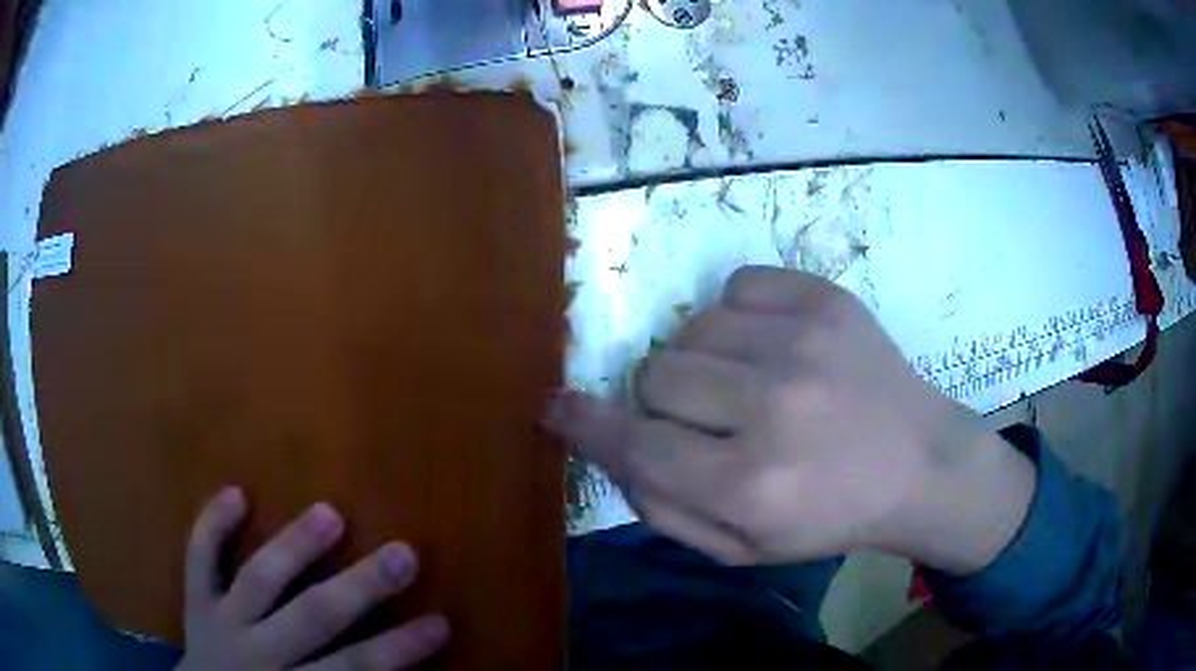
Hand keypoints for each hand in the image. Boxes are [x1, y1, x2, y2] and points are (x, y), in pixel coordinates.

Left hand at [176, 488, 449, 670]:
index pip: (354, 669)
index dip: (397, 649)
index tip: (439, 623)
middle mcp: (258, 652)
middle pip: (311, 616)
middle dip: (359, 587)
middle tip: (403, 553)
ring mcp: (222, 621)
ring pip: (258, 580)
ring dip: (294, 548)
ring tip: (329, 513)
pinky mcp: (196, 601)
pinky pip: (199, 558)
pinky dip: (212, 526)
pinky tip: (235, 493)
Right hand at [548, 266, 1034, 573]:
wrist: (918, 463)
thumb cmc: (827, 516)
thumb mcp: (740, 548)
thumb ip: (662, 506)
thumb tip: (607, 443)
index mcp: (751, 486)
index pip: (636, 444)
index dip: (585, 423)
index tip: (554, 405)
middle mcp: (774, 407)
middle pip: (656, 375)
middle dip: (663, 401)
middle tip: (708, 418)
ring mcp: (803, 342)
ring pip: (691, 327)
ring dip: (702, 359)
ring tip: (747, 382)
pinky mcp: (826, 298)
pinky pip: (736, 285)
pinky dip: (738, 315)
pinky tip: (772, 345)